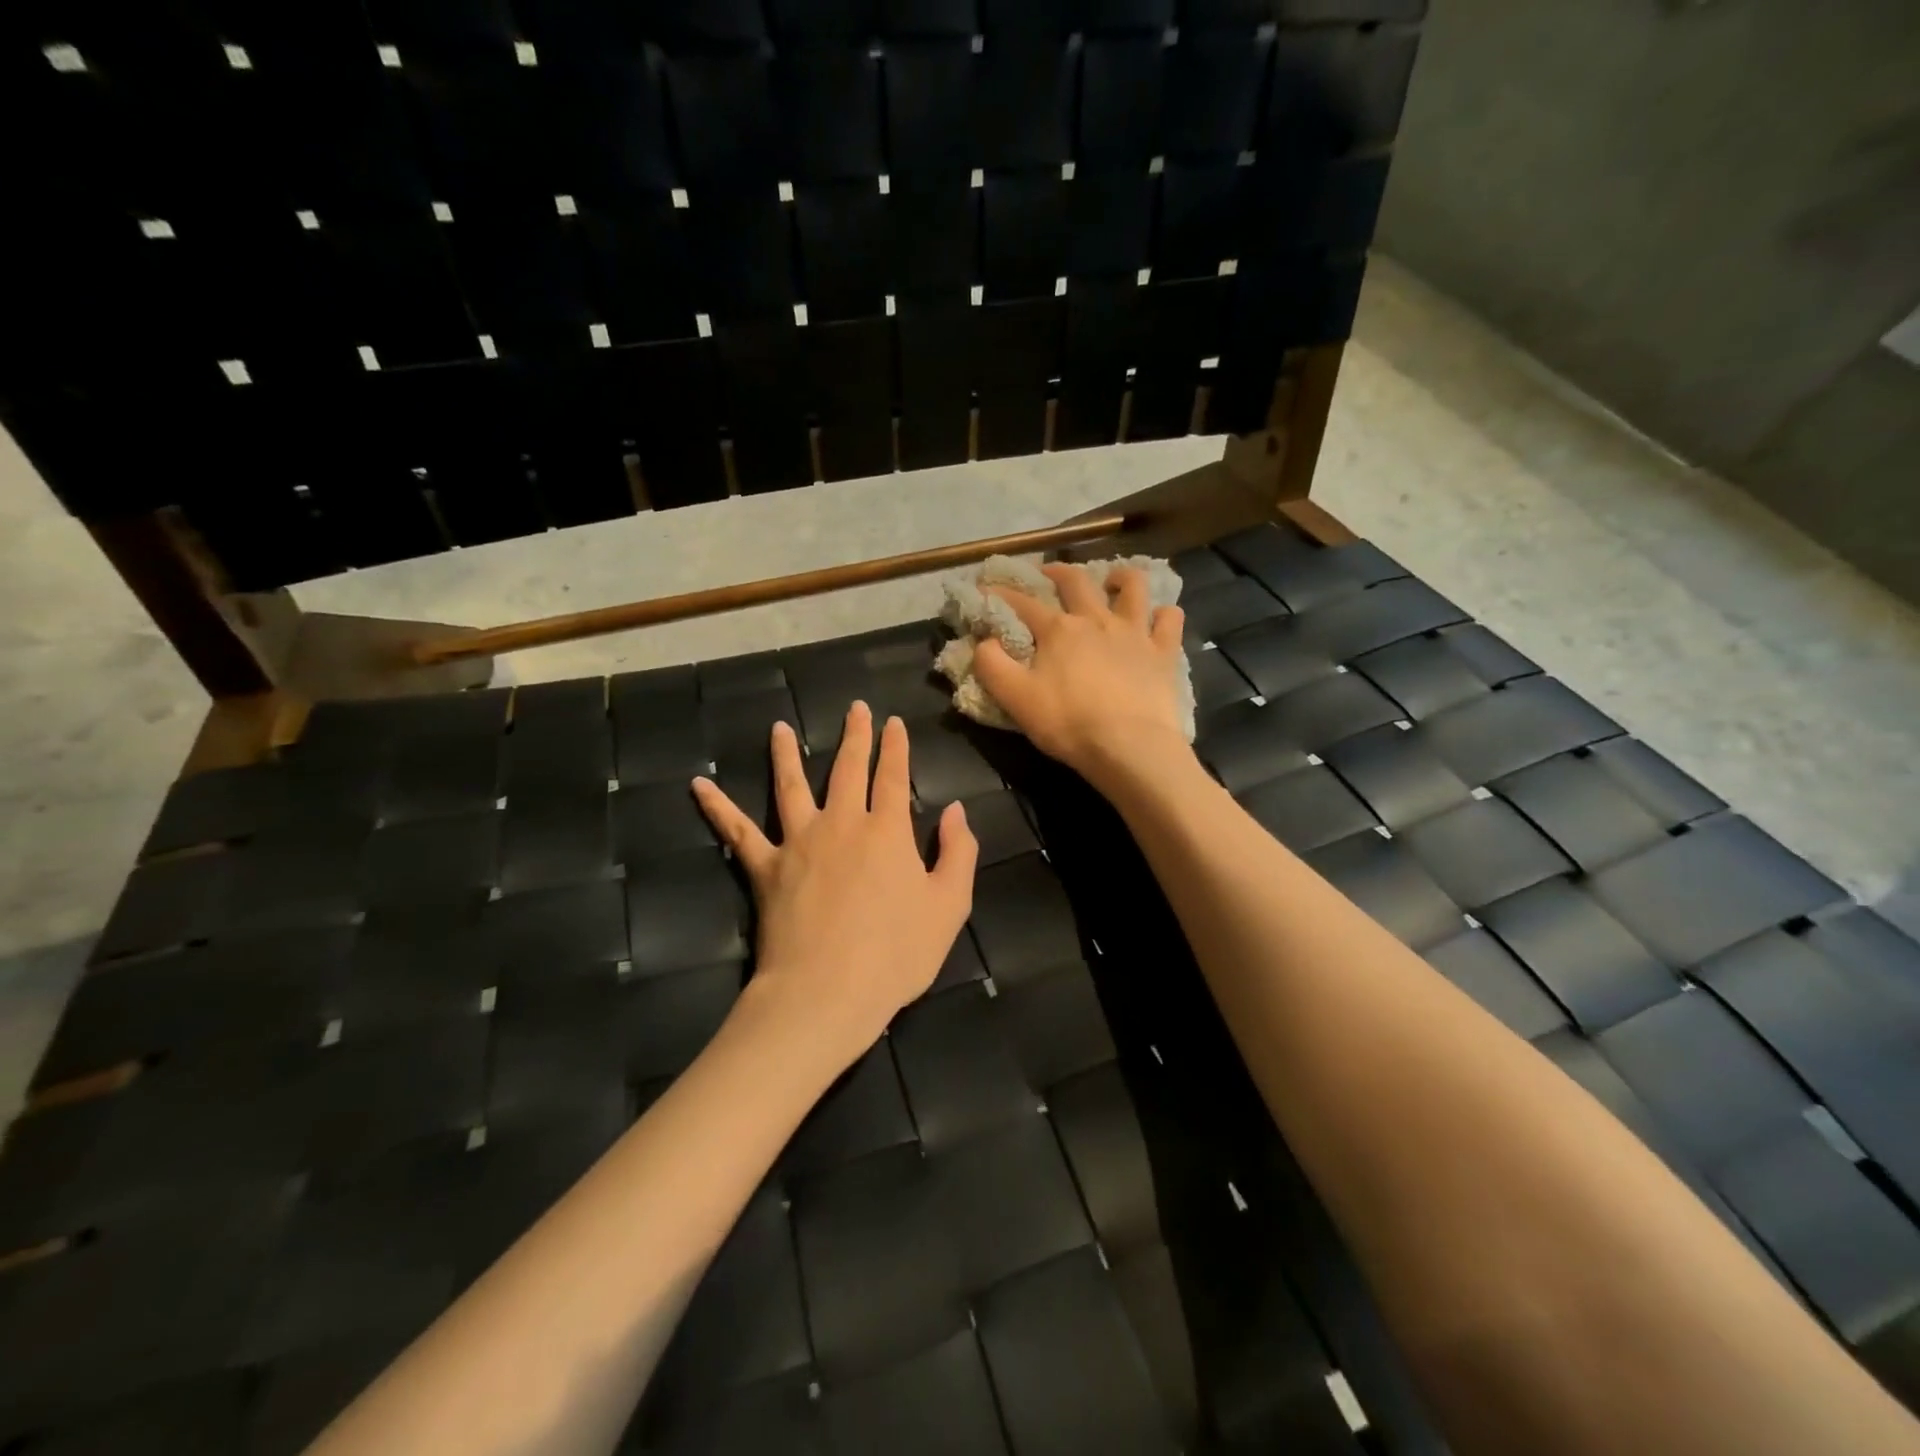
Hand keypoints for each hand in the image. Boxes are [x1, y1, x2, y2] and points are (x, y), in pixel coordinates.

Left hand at [691, 702, 978, 1064]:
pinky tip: (698, 785)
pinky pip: (737, 832)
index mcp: (887, 831)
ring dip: (786, 754)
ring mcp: (798, 842)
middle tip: (855, 709)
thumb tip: (956, 810)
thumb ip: (957, 853)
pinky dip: (717, 807)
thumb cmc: (896, 955)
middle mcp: (842, 824)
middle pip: (847, 770)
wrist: (826, 992)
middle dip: (855, 736)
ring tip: (780, 728)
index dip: (896, 747)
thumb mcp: (949, 906)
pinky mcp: (765, 868)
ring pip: (791, 786)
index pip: (894, 776)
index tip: (894, 722)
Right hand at [975, 563, 1190, 792]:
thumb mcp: (1016, 699)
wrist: (1130, 747)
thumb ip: (992, 666)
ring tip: (1113, 581)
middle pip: (1076, 582)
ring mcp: (1135, 632)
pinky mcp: (1164, 652)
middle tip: (1048, 573)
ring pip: (1132, 587)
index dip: (1000, 593)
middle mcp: (1096, 620)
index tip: (985, 588)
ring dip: (1120, 578)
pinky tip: (1157, 619)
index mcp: (1058, 630)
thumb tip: (984, 642)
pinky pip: (1170, 620)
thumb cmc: (1069, 723)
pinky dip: (1164, 614)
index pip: (1023, 603)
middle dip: (1057, 572)